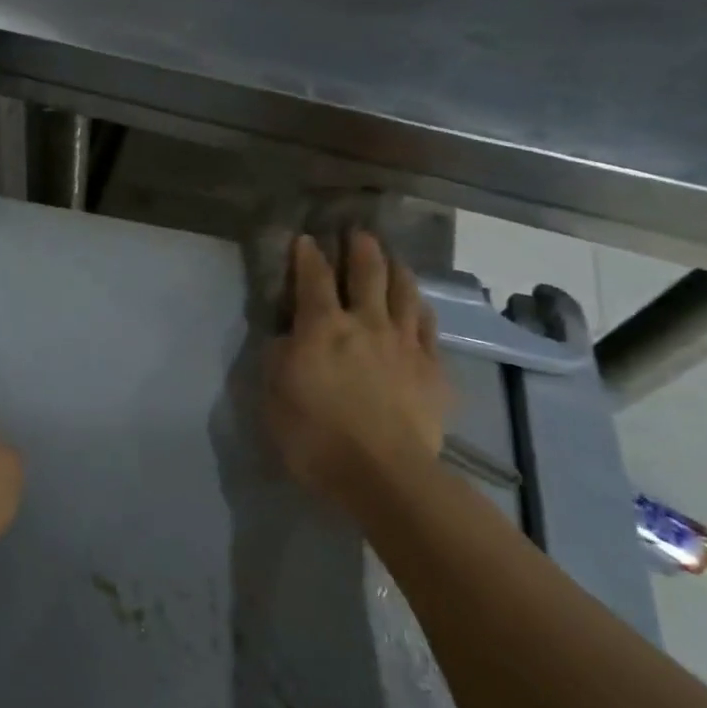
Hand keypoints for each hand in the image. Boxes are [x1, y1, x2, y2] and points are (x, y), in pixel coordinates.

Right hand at [264, 233, 451, 510]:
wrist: (384, 474)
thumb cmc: (316, 437)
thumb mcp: (273, 397)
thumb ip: (278, 359)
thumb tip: (286, 337)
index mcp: (321, 327)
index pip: (313, 279)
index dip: (307, 255)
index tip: (305, 239)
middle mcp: (365, 323)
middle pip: (367, 273)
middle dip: (360, 249)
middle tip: (357, 233)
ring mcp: (404, 343)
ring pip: (404, 292)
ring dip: (396, 269)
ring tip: (392, 258)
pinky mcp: (433, 368)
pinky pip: (429, 326)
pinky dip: (421, 309)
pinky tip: (419, 306)